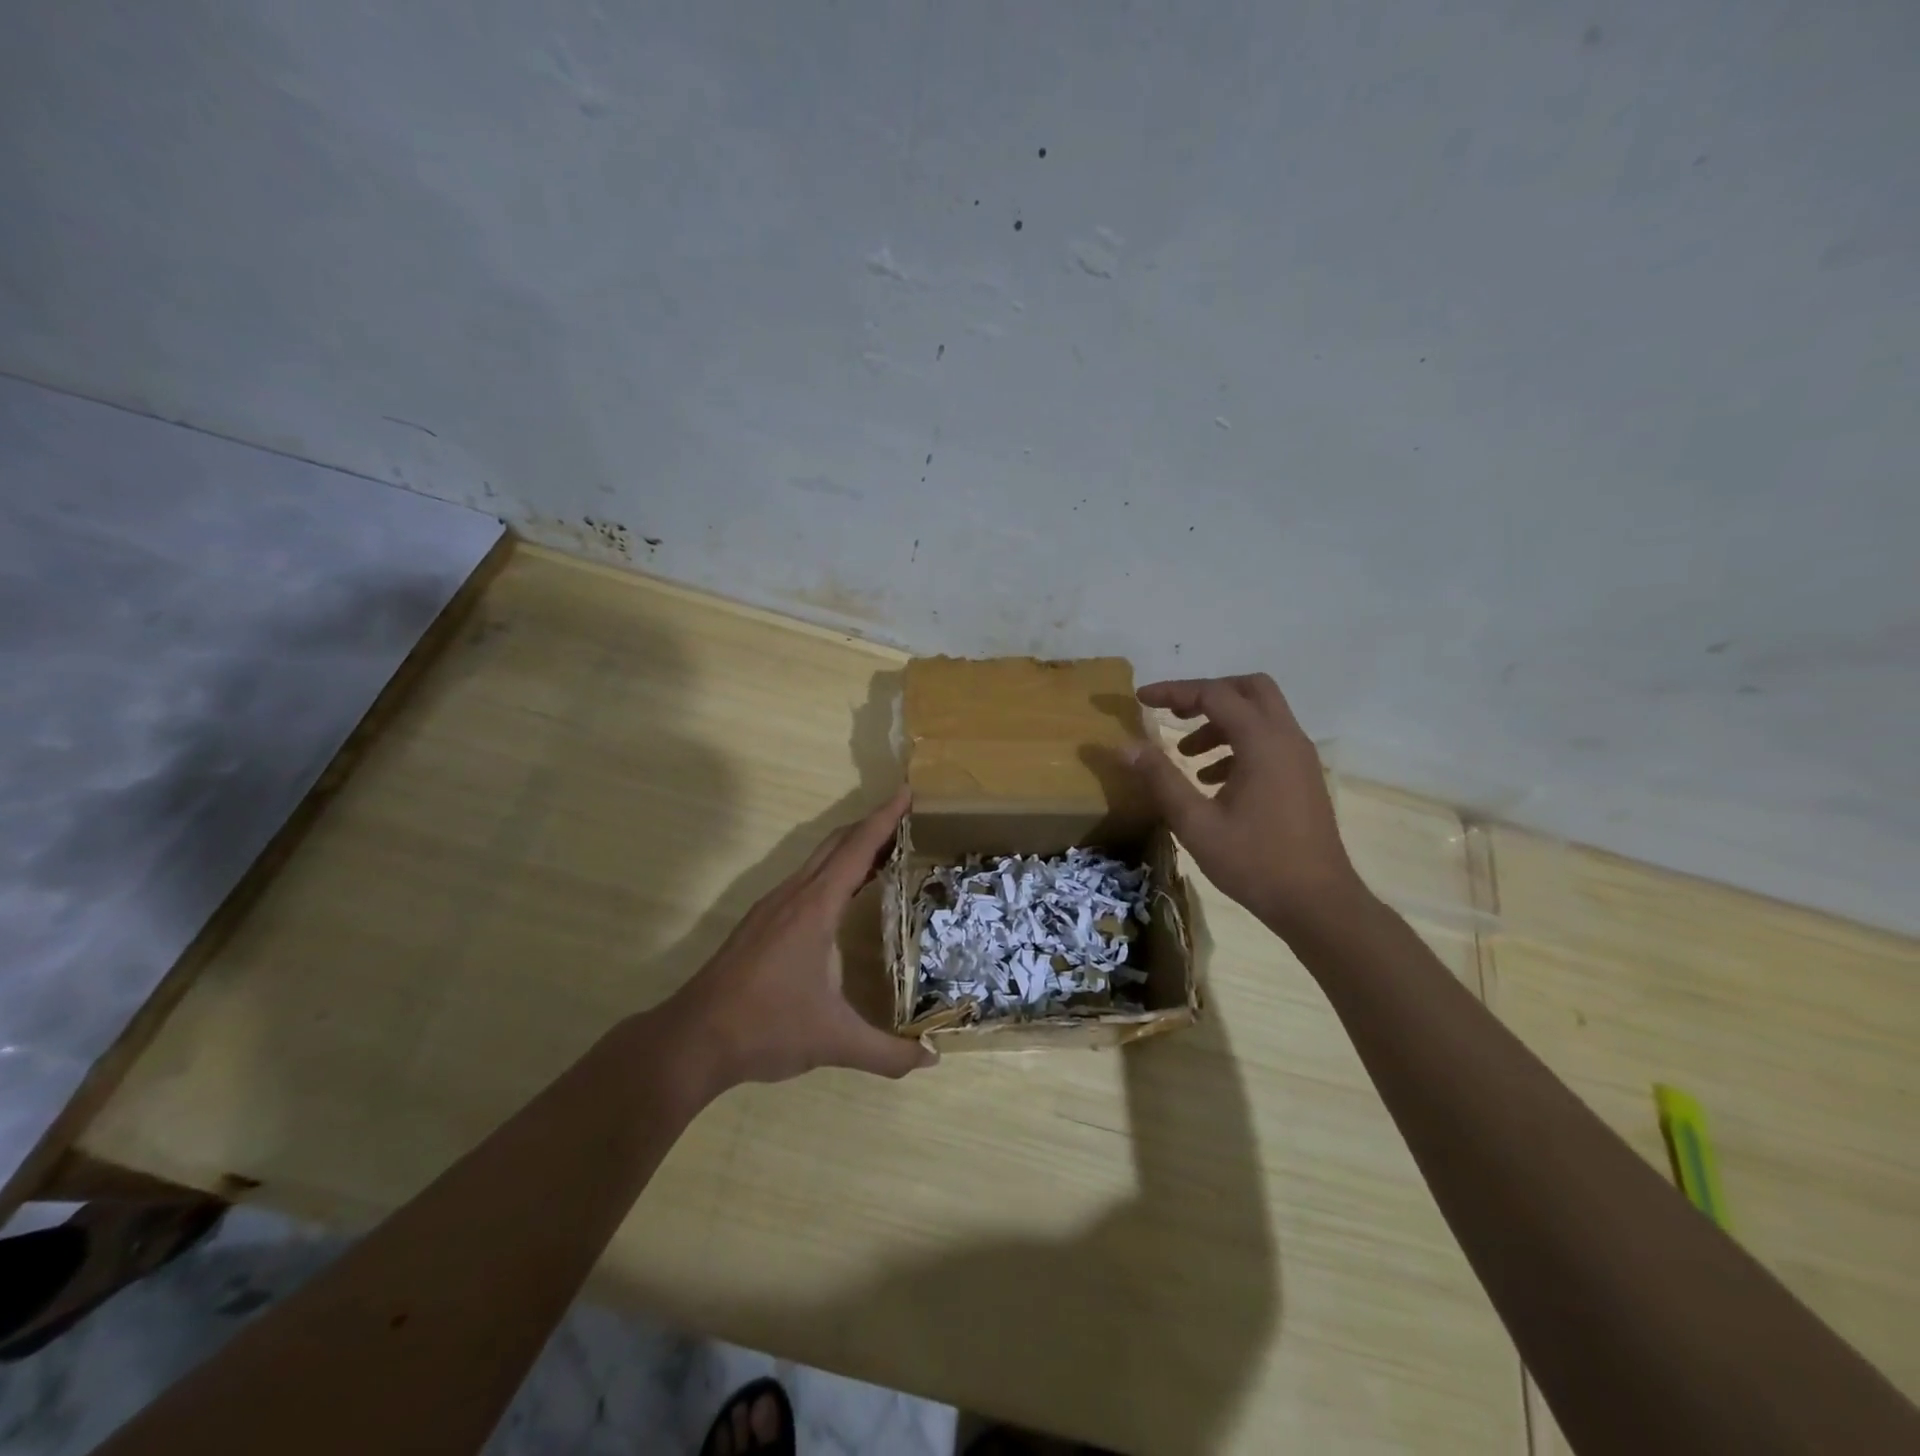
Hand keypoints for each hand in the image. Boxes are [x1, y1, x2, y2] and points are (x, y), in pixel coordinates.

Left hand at [665, 787, 935, 1087]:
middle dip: (872, 825)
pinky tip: (843, 896)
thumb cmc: (766, 1028)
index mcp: (815, 908)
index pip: (857, 849)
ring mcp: (772, 907)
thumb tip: (931, 1057)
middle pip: (836, 844)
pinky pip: (806, 879)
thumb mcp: (834, 1041)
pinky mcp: (760, 922)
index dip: (885, 818)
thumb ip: (887, 1052)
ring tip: (885, 853)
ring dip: (851, 848)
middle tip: (908, 820)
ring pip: (817, 860)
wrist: (693, 1039)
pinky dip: (832, 871)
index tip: (908, 792)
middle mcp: (793, 896)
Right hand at [1125, 674, 1368, 939]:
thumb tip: (1125, 746)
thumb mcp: (1196, 823)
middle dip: (1207, 694)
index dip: (1174, 691)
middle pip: (1249, 689)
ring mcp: (1300, 758)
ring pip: (1261, 714)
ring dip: (1221, 721)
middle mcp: (1287, 739)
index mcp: (1262, 742)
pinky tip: (1212, 779)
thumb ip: (1160, 779)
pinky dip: (1238, 744)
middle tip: (1173, 714)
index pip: (1214, 694)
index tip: (1140, 699)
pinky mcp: (1302, 777)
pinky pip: (1269, 740)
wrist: (1317, 903)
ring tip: (1186, 753)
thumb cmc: (1254, 862)